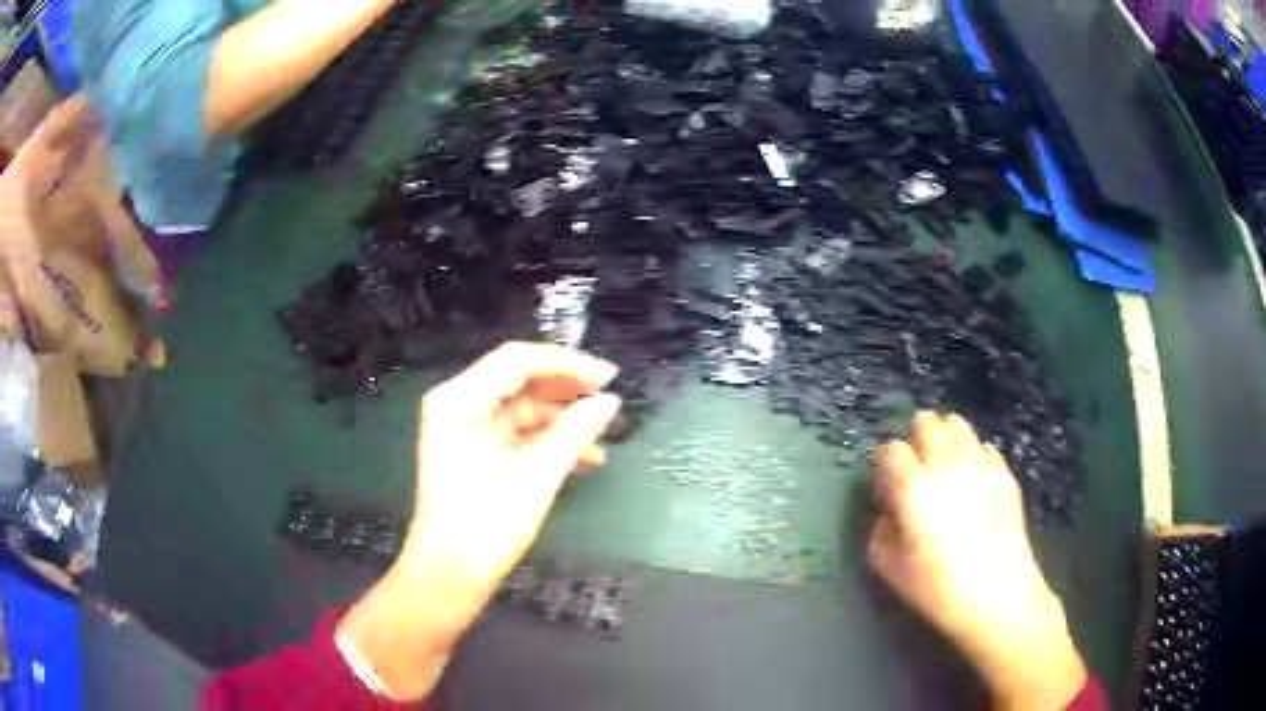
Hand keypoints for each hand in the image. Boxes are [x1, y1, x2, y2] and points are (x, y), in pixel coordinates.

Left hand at [407, 341, 620, 602]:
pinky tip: (585, 458)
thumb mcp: (536, 475)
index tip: (609, 376)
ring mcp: (466, 431)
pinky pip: (517, 435)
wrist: (449, 576)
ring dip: (562, 420)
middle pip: (519, 380)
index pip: (517, 360)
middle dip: (566, 390)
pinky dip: (548, 442)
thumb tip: (609, 401)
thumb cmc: (486, 524)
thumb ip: (575, 432)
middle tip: (609, 398)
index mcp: (460, 399)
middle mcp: (458, 405)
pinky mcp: (476, 454)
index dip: (567, 363)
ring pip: (522, 409)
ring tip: (603, 434)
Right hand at [868, 412, 1085, 710]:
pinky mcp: (1005, 474)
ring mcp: (981, 464)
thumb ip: (880, 531)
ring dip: (945, 439)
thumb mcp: (890, 569)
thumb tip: (890, 512)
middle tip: (914, 469)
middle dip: (915, 439)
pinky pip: (984, 447)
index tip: (884, 483)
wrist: (999, 597)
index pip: (891, 450)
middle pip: (926, 422)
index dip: (883, 463)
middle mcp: (946, 464)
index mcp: (913, 487)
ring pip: (958, 425)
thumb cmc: (938, 589)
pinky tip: (972, 482)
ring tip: (943, 467)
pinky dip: (973, 455)